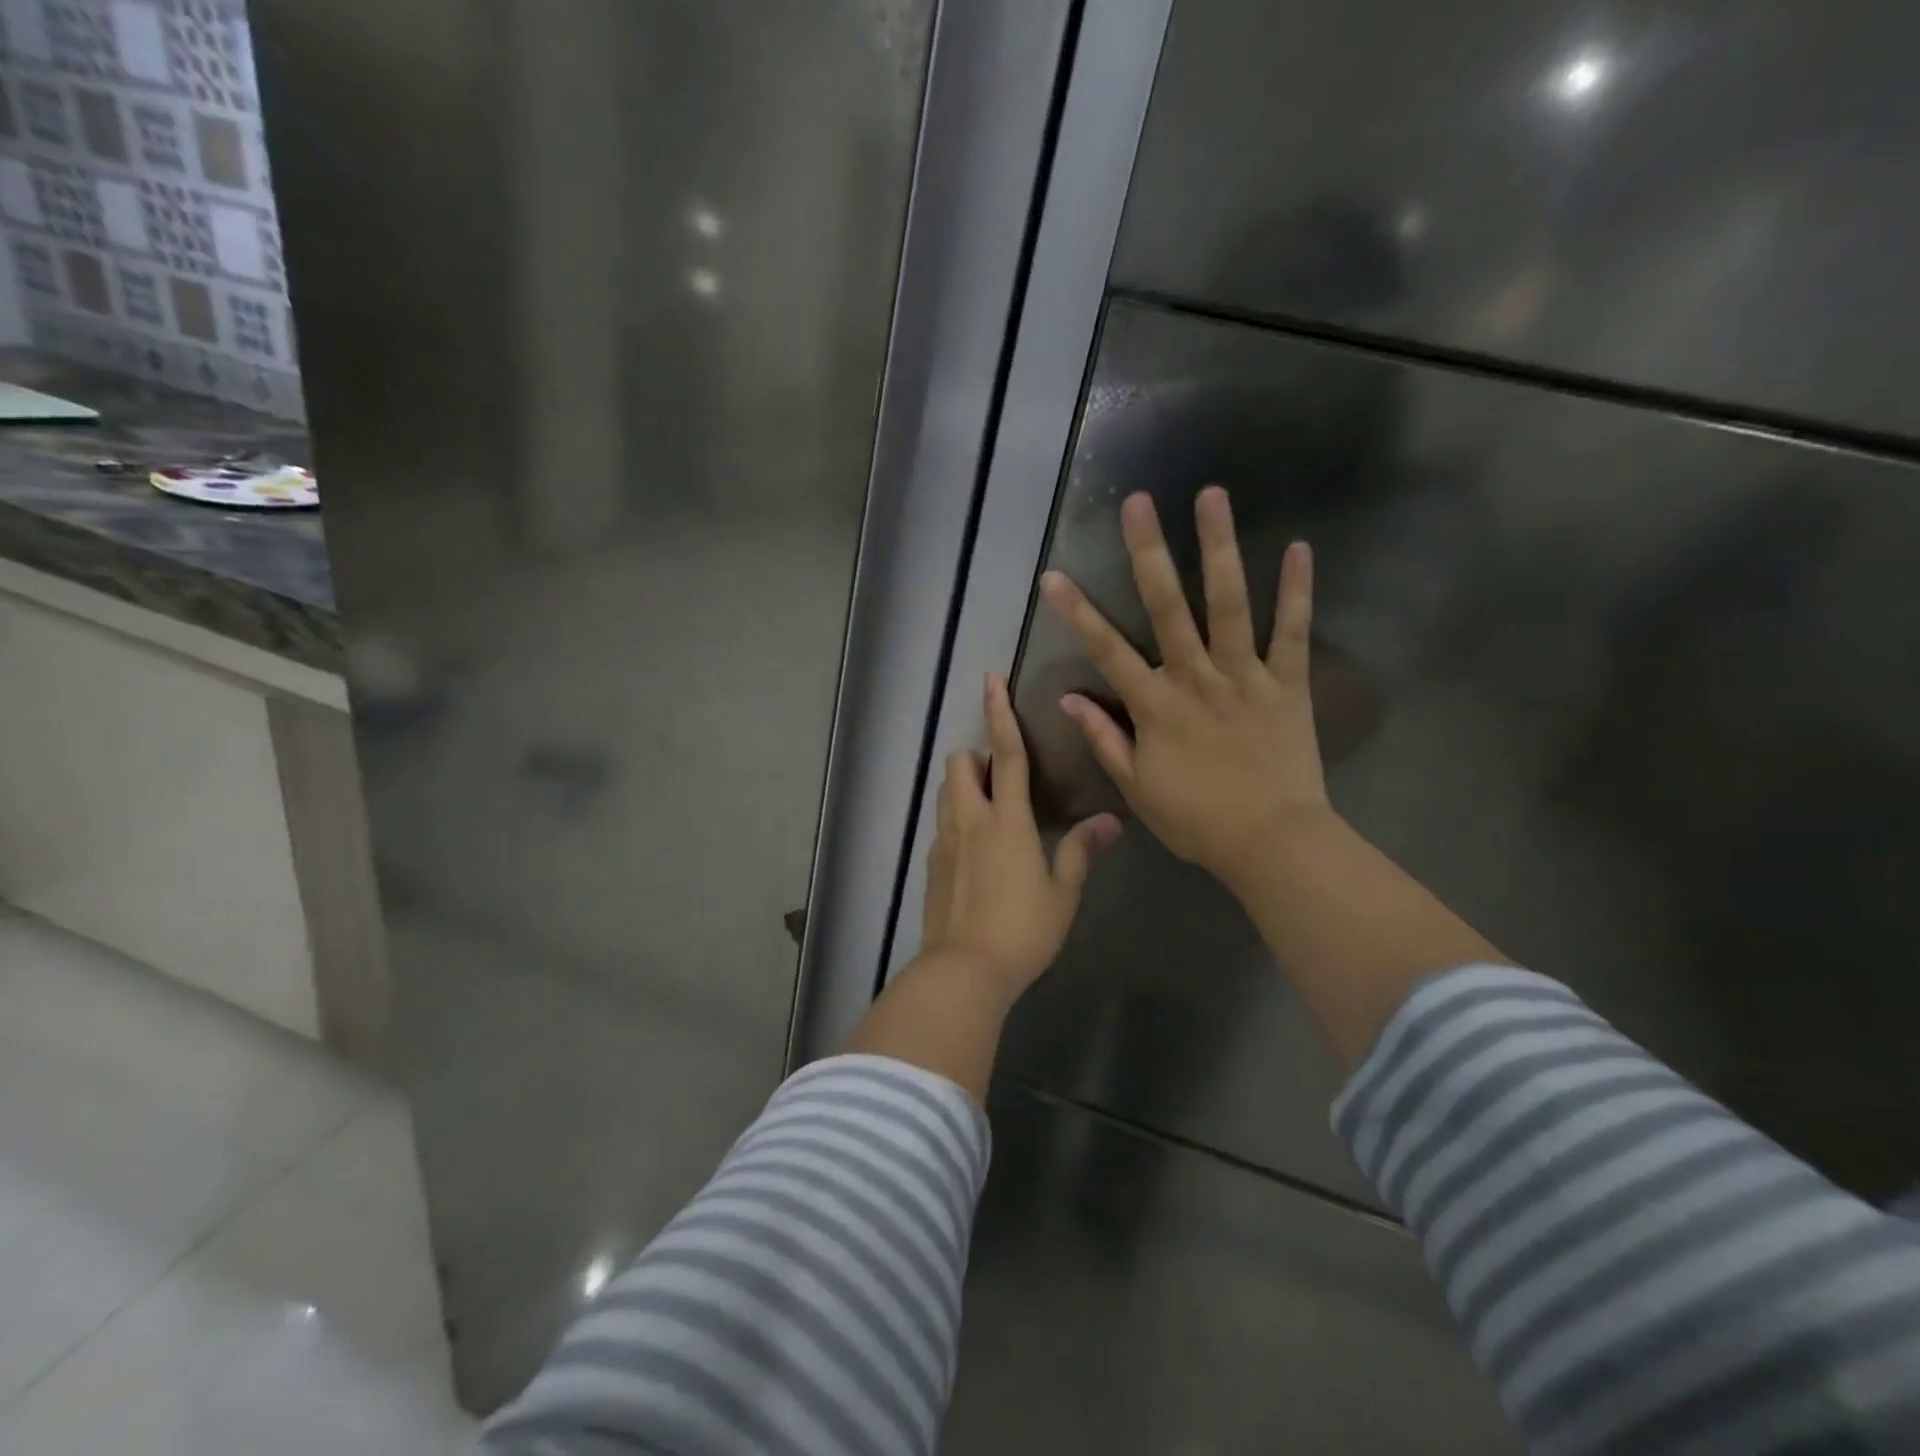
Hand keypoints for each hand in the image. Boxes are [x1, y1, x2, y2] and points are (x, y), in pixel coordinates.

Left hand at [921, 673, 1122, 998]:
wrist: (964, 971)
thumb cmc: (1023, 930)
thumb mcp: (1063, 892)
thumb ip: (1082, 851)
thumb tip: (1110, 821)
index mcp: (1006, 820)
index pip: (1005, 754)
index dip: (1000, 714)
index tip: (991, 680)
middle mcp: (969, 820)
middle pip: (959, 764)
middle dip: (975, 755)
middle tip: (999, 774)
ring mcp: (944, 842)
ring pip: (945, 791)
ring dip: (963, 785)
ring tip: (988, 807)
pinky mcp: (931, 865)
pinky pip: (941, 825)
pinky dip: (956, 820)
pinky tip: (974, 850)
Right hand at [1040, 486, 1330, 887]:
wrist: (1272, 843)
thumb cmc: (1197, 820)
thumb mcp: (1137, 788)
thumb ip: (1104, 739)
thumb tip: (1067, 698)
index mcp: (1155, 706)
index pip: (1106, 651)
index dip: (1077, 613)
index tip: (1052, 576)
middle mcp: (1195, 678)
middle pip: (1167, 607)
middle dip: (1149, 552)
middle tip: (1140, 502)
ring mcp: (1245, 676)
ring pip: (1229, 604)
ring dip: (1218, 549)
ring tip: (1212, 496)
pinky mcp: (1287, 684)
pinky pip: (1293, 632)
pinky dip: (1296, 591)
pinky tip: (1298, 547)